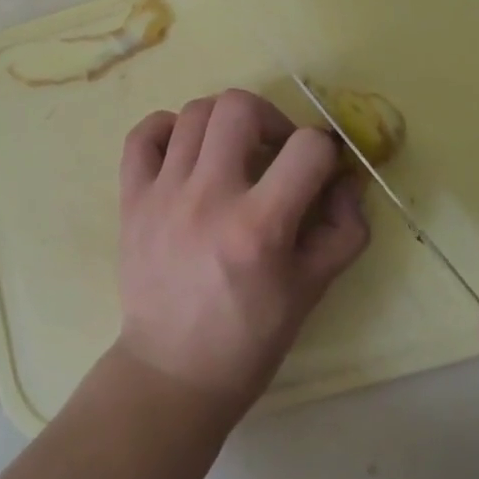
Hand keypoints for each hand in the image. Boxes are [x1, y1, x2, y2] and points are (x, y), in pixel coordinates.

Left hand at [113, 89, 368, 419]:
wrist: (173, 371)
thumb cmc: (250, 337)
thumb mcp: (312, 290)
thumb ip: (343, 229)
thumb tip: (346, 178)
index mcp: (259, 227)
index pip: (307, 148)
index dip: (325, 150)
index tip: (319, 168)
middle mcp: (208, 197)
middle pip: (238, 107)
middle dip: (270, 117)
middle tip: (273, 150)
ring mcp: (163, 194)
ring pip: (194, 112)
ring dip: (224, 122)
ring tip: (231, 152)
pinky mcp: (132, 198)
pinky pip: (143, 135)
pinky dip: (167, 129)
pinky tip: (185, 151)